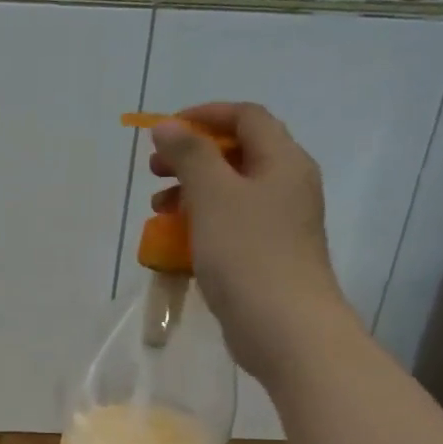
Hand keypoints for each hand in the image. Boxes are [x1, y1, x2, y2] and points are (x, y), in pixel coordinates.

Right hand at [149, 101, 358, 380]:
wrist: (284, 327)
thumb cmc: (248, 253)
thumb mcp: (213, 195)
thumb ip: (190, 155)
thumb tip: (168, 127)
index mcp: (283, 161)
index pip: (246, 117)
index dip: (204, 116)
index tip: (164, 131)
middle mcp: (287, 185)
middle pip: (237, 153)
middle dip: (192, 157)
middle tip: (155, 171)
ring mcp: (279, 223)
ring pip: (231, 192)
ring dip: (192, 192)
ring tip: (158, 209)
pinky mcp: (267, 255)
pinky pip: (231, 224)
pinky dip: (202, 222)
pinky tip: (177, 242)